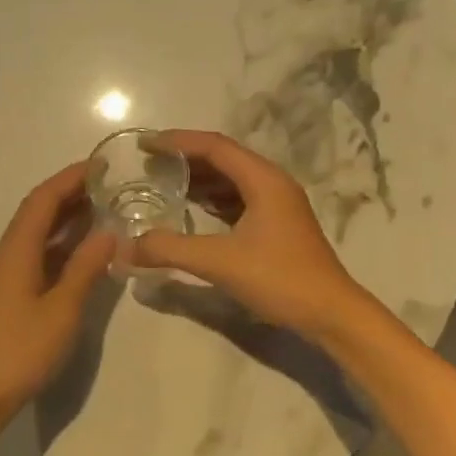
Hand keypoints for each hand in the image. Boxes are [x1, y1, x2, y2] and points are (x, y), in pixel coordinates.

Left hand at [0, 162, 116, 430]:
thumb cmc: (19, 350)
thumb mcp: (62, 309)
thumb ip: (86, 269)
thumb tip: (110, 232)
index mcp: (16, 250)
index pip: (43, 200)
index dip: (70, 178)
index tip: (102, 165)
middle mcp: (8, 255)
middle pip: (38, 213)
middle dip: (72, 195)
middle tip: (111, 186)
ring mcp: (7, 276)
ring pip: (38, 236)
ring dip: (68, 220)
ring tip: (105, 211)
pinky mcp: (10, 296)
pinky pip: (38, 256)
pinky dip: (62, 247)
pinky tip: (85, 253)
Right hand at [129, 130, 368, 338]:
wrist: (330, 313)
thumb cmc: (279, 278)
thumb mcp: (219, 262)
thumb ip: (170, 250)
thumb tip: (125, 247)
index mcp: (263, 180)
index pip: (214, 146)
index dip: (177, 142)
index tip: (144, 145)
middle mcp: (272, 183)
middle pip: (223, 159)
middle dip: (185, 159)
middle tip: (148, 164)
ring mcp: (278, 205)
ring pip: (231, 180)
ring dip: (198, 180)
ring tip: (162, 184)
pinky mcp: (277, 225)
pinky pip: (238, 200)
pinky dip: (212, 200)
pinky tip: (191, 211)